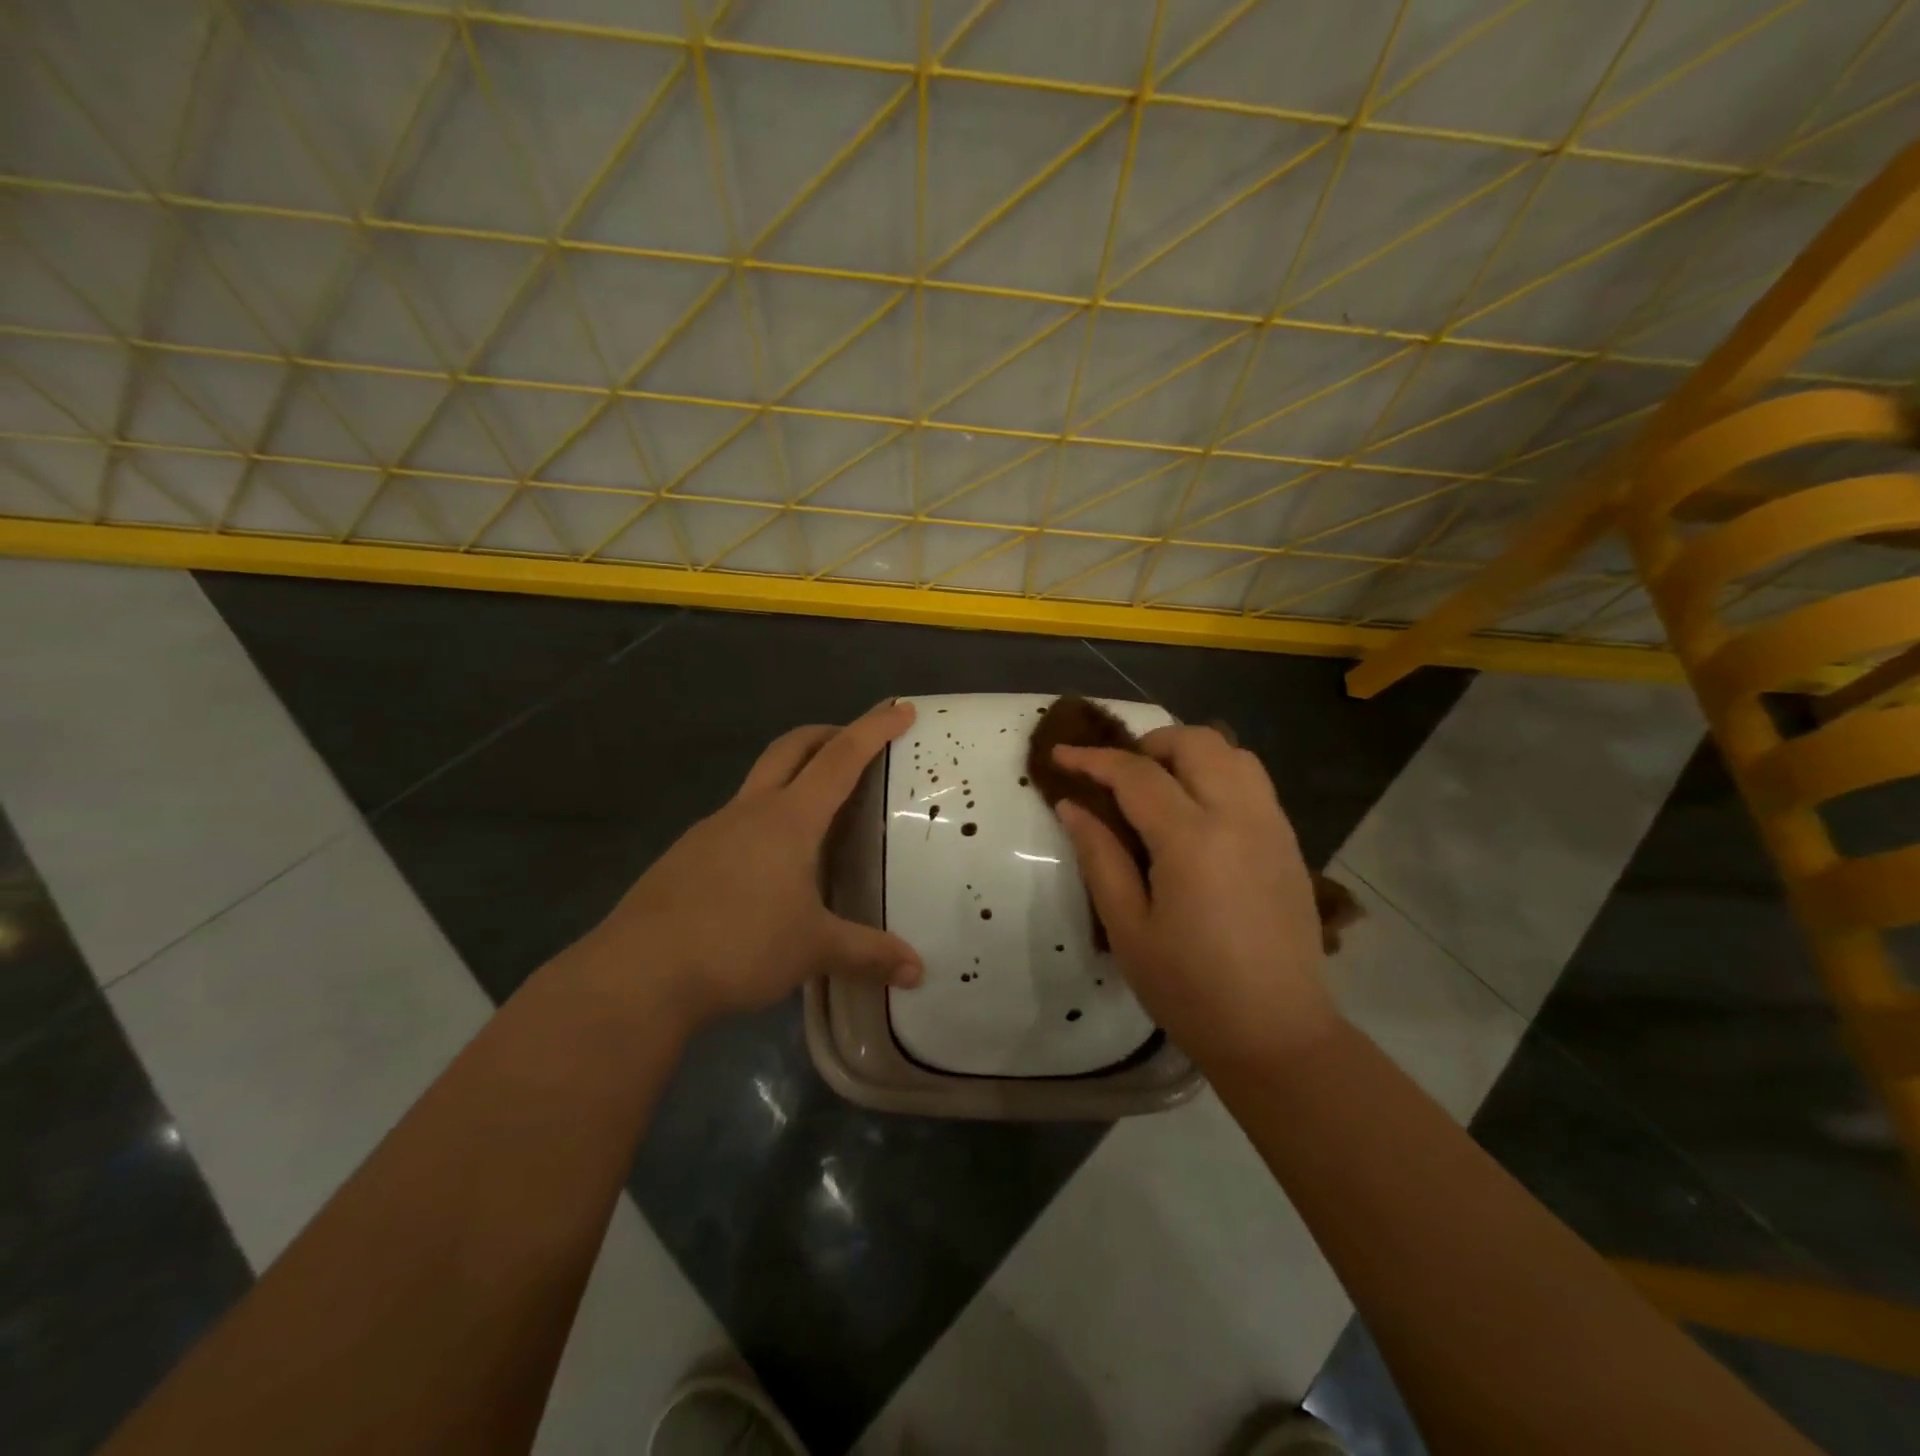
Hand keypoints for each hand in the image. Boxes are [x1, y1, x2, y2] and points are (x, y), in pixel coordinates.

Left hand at [580, 701, 923, 1028]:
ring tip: (820, 814)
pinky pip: (737, 820)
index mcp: (789, 819)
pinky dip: (766, 819)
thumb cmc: (739, 946)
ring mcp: (712, 829)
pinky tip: (771, 865)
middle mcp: (750, 811)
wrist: (639, 974)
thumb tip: (917, 972)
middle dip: (827, 734)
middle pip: (792, 748)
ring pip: (761, 782)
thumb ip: (868, 954)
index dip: (873, 730)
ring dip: (793, 776)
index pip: (841, 758)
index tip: (901, 709)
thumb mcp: (813, 950)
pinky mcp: (686, 855)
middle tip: (857, 743)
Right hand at [1052, 726, 1336, 1067]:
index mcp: (1192, 840)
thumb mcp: (1128, 928)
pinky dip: (1218, 774)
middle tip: (1117, 777)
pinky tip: (1196, 815)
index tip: (1060, 754)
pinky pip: (1253, 782)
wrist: (1277, 1035)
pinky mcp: (1289, 843)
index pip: (1136, 774)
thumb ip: (1099, 857)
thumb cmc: (1190, 990)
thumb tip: (1072, 806)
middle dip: (1148, 744)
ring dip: (1189, 754)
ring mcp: (1272, 826)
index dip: (1093, 759)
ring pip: (1233, 753)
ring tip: (1159, 788)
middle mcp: (1239, 816)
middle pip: (1196, 742)